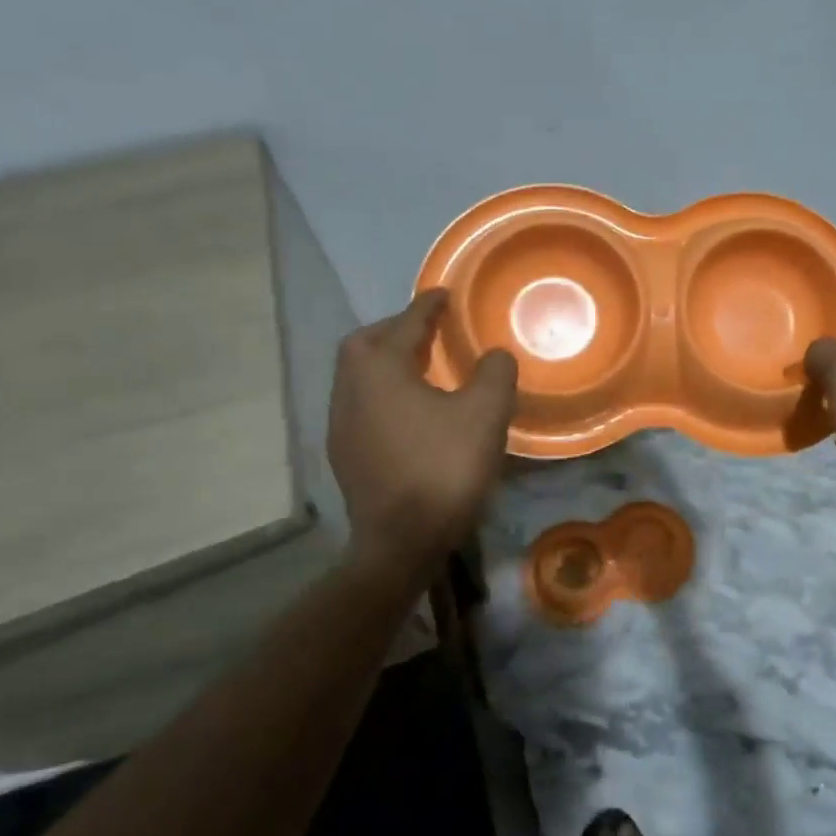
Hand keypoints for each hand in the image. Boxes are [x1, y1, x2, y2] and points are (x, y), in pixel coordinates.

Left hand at [327, 290, 517, 574]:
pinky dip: (383, 393)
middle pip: (365, 344)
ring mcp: (341, 424)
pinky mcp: (344, 454)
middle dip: (395, 330)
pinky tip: (411, 412)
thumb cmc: (443, 467)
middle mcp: (350, 389)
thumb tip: (494, 355)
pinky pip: (361, 404)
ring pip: (359, 376)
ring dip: (387, 363)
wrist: (401, 542)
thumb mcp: (485, 414)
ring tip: (422, 369)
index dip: (428, 306)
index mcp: (380, 370)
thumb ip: (494, 372)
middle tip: (428, 332)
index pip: (405, 324)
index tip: (445, 293)